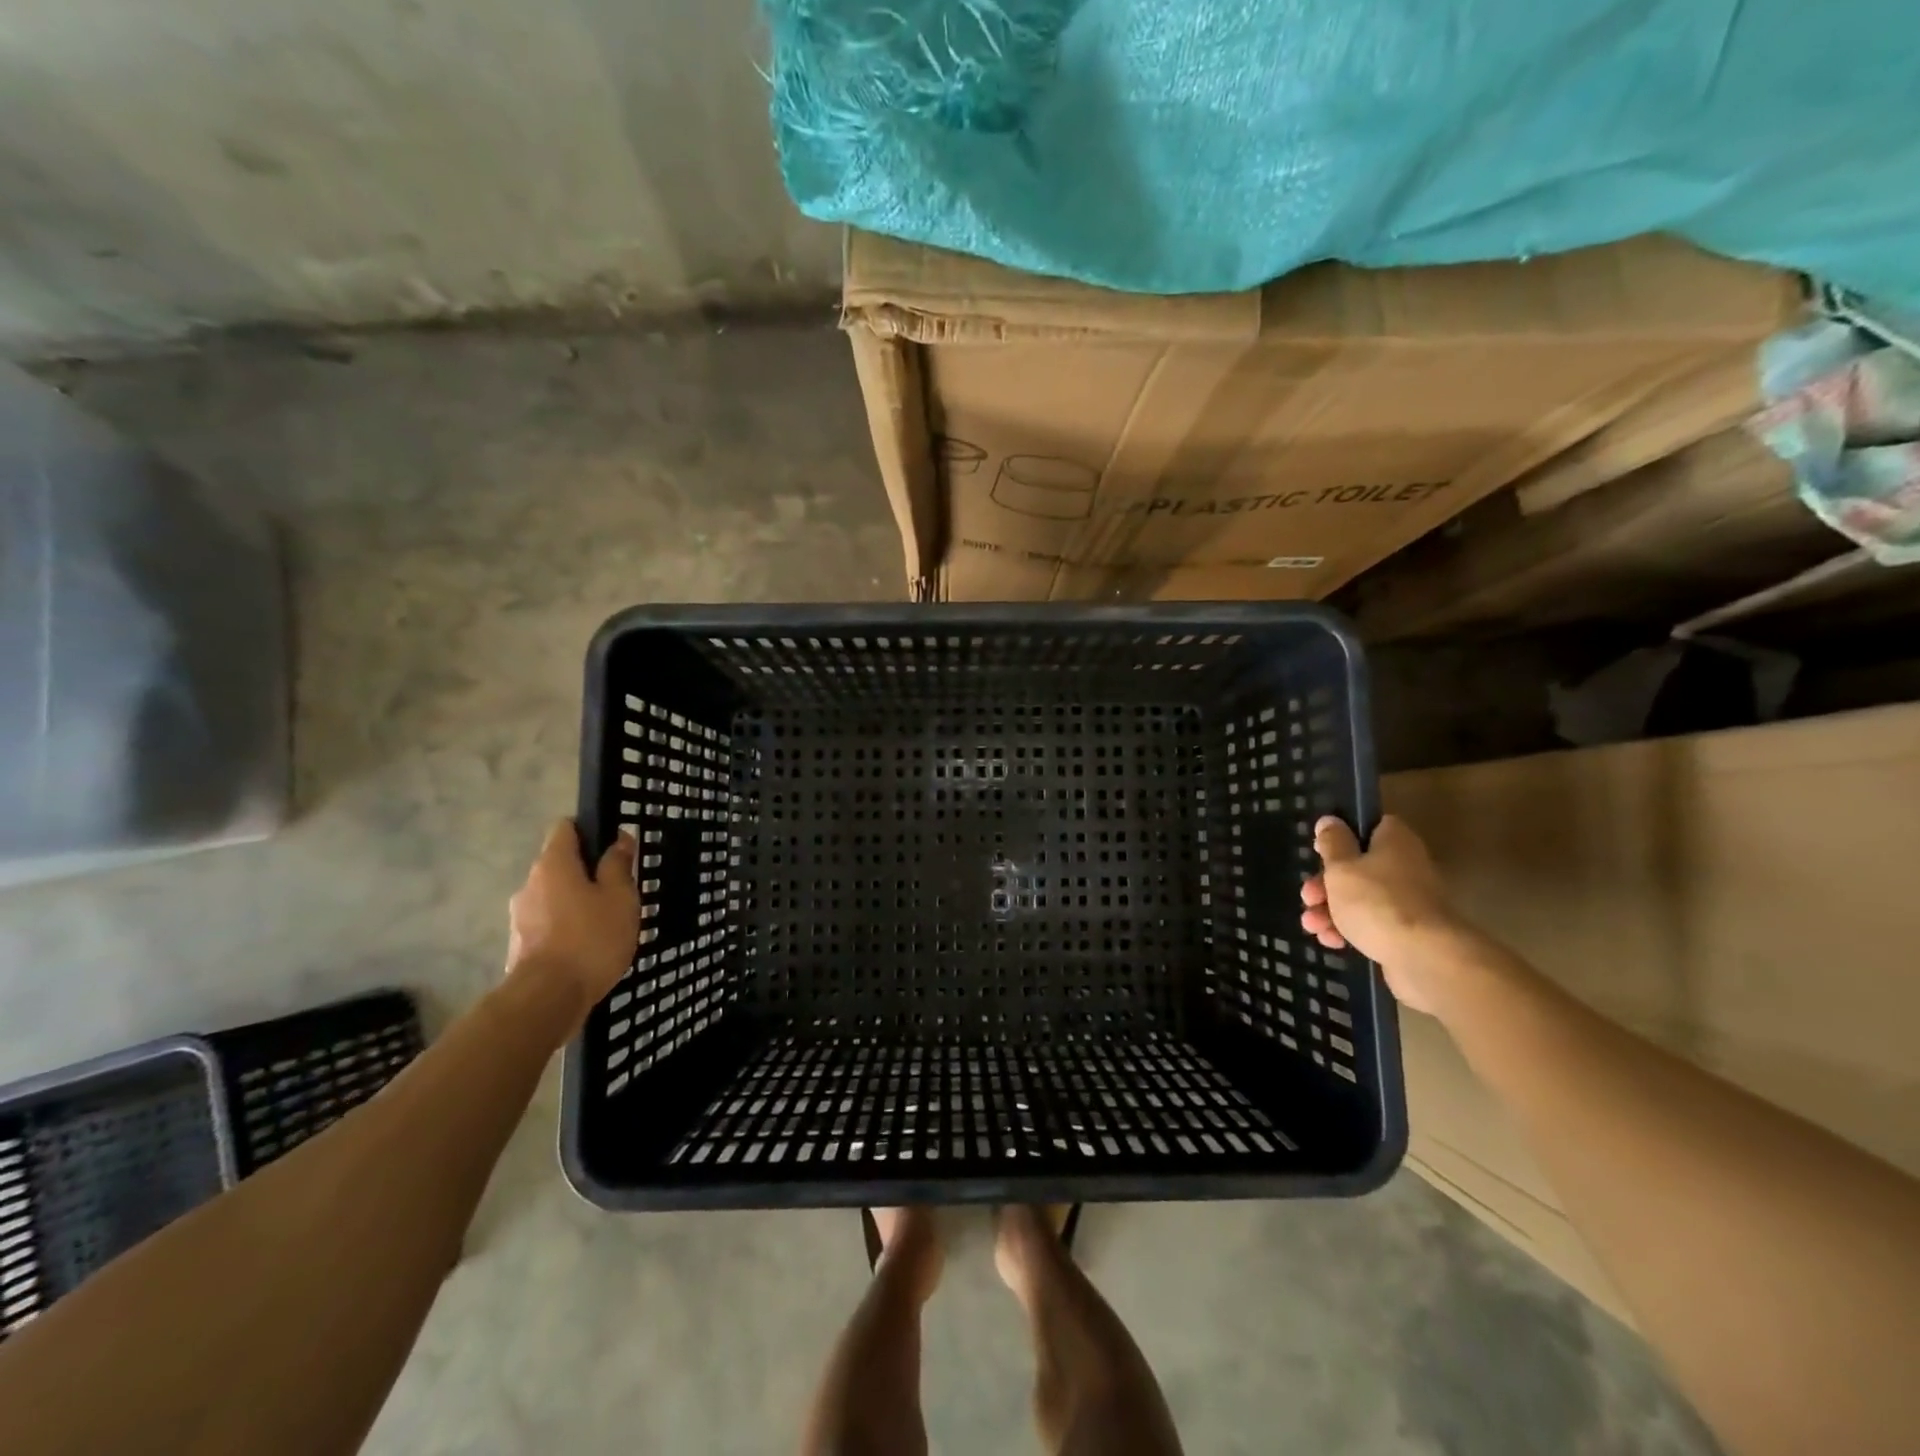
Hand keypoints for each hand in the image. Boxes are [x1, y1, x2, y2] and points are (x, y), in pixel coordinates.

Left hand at [506, 819, 639, 1022]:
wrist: (547, 999)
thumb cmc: (590, 938)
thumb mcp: (620, 897)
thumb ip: (618, 865)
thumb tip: (619, 839)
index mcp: (553, 864)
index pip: (565, 827)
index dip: (590, 830)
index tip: (614, 848)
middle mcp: (529, 884)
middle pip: (560, 864)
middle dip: (587, 872)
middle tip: (619, 891)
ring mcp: (520, 916)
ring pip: (554, 896)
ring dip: (577, 902)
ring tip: (606, 923)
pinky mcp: (520, 945)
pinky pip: (548, 924)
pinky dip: (567, 927)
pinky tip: (588, 947)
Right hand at [1299, 815, 1463, 1013]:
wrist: (1423, 958)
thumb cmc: (1376, 902)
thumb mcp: (1342, 867)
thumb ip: (1332, 842)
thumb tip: (1329, 820)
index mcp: (1394, 841)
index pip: (1368, 826)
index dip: (1340, 836)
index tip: (1317, 850)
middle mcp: (1405, 866)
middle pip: (1358, 866)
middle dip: (1325, 883)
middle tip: (1308, 897)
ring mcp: (1408, 901)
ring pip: (1360, 898)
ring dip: (1331, 910)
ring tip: (1312, 926)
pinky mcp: (1406, 931)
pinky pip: (1371, 923)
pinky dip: (1349, 929)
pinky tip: (1331, 941)